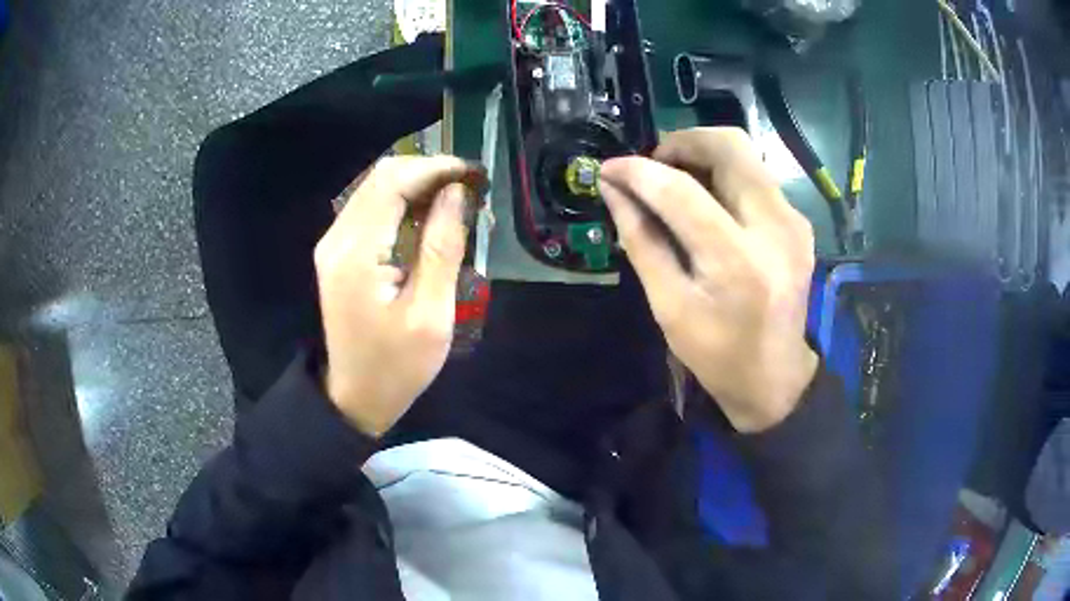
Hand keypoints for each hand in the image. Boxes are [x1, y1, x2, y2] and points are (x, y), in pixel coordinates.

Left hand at [314, 156, 483, 436]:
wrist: (355, 398)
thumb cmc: (397, 366)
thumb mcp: (431, 315)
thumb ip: (442, 247)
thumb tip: (456, 192)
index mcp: (357, 252)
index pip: (393, 181)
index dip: (436, 168)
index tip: (474, 174)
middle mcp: (338, 238)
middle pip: (381, 177)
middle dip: (428, 172)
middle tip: (470, 187)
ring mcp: (334, 244)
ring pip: (375, 189)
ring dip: (416, 186)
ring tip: (456, 200)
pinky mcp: (338, 253)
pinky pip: (370, 210)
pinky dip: (402, 204)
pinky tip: (428, 218)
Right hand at [598, 128, 817, 431]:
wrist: (776, 378)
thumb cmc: (717, 353)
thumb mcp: (668, 305)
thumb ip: (641, 240)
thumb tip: (613, 191)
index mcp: (738, 262)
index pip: (681, 192)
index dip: (638, 172)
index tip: (608, 169)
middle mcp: (775, 229)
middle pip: (729, 147)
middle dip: (681, 143)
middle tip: (652, 167)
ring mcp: (794, 222)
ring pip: (745, 154)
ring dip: (703, 154)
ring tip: (675, 180)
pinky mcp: (799, 223)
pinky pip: (757, 176)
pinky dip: (725, 174)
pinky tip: (707, 201)